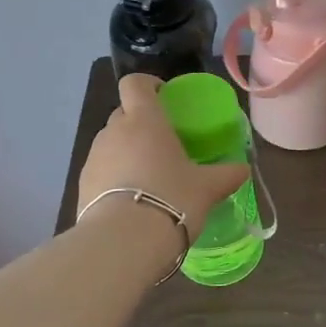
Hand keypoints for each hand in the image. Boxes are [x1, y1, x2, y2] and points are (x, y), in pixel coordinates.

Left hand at [78, 74, 249, 242]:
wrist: (124, 242)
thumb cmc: (172, 199)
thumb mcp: (208, 188)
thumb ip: (227, 175)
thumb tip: (243, 170)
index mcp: (145, 120)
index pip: (135, 84)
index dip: (147, 84)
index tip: (164, 96)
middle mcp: (114, 131)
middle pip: (123, 114)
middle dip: (140, 123)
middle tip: (163, 144)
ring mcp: (93, 158)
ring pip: (111, 143)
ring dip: (127, 151)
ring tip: (148, 177)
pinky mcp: (81, 185)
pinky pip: (101, 170)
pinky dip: (114, 177)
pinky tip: (132, 201)